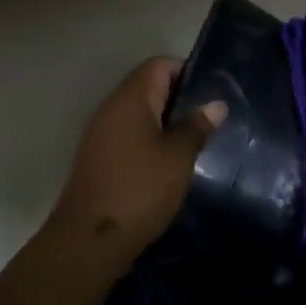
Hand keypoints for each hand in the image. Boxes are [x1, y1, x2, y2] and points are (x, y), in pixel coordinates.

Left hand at [46, 56, 225, 271]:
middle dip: (180, 98)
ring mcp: (101, 133)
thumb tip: (215, 104)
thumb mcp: (178, 158)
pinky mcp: (98, 157)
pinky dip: (150, 140)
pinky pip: (128, 135)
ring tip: (195, 140)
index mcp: (130, 99)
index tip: (212, 93)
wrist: (90, 239)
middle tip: (210, 119)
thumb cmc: (140, 190)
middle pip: (148, 86)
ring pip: (139, 113)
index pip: (159, 65)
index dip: (187, 71)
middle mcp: (111, 108)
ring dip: (165, 122)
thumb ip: (197, 127)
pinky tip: (170, 162)